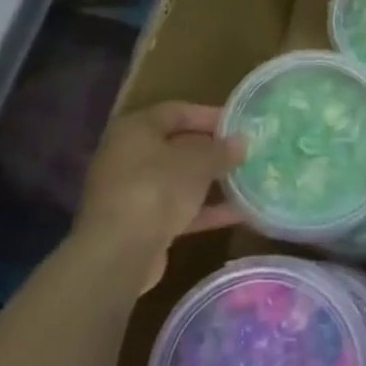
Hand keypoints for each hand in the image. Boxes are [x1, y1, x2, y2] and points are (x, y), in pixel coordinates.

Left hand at [72, 102, 243, 290]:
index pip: (177, 111)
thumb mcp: (198, 163)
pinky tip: (237, 213)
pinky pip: (175, 209)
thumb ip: (222, 150)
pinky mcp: (137, 224)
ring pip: (177, 180)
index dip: (209, 115)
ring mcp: (130, 192)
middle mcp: (127, 156)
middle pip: (176, 146)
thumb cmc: (157, 188)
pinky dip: (203, 209)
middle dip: (212, 151)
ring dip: (210, 182)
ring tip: (246, 180)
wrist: (119, 253)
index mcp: (135, 129)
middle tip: (245, 152)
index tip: (239, 124)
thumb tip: (241, 142)